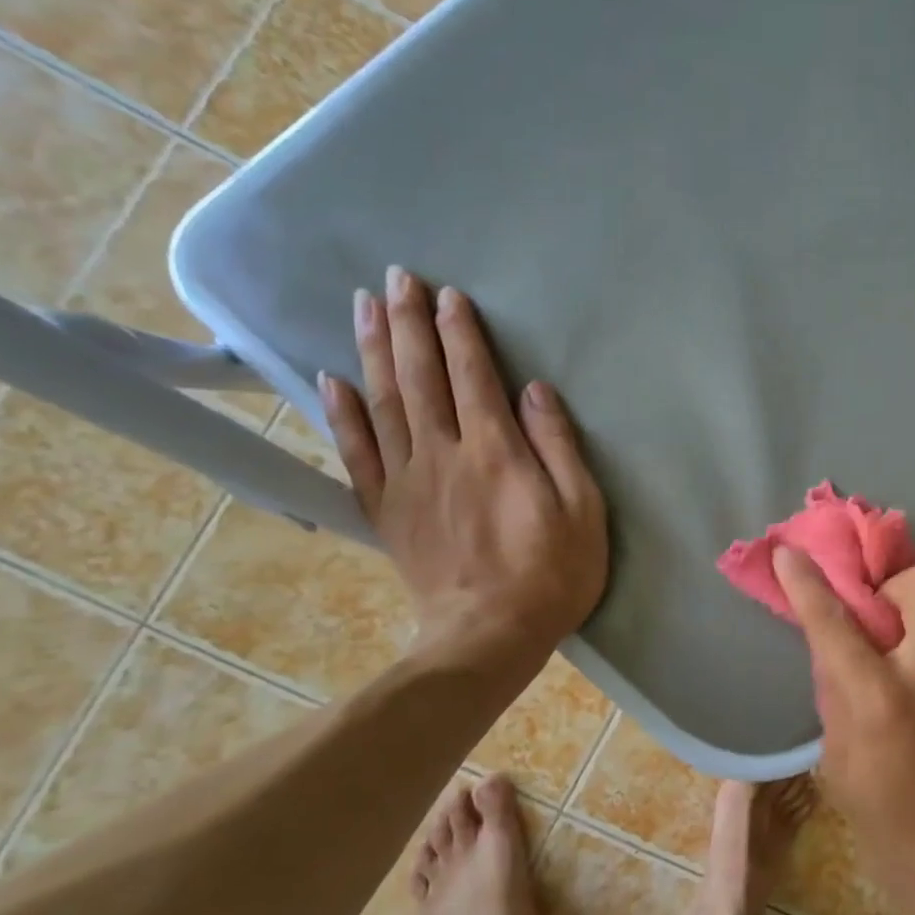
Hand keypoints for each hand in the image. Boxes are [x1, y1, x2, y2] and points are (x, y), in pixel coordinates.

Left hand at [319, 266, 607, 667]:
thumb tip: (535, 391)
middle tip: (396, 278)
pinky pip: (357, 453)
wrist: (488, 636)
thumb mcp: (583, 511)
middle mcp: (444, 455)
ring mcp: (408, 482)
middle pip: (420, 378)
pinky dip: (342, 414)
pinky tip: (331, 381)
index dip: (460, 333)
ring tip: (363, 305)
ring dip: (372, 350)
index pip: (473, 377)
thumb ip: (559, 447)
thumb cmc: (552, 574)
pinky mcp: (387, 510)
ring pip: (383, 403)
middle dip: (408, 324)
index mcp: (496, 452)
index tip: (448, 294)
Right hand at [772, 547, 914, 914]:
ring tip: (902, 669)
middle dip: (895, 580)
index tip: (791, 553)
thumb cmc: (892, 832)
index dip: (809, 582)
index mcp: (881, 699)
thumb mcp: (840, 766)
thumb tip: (838, 653)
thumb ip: (838, 698)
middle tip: (876, 612)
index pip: (836, 621)